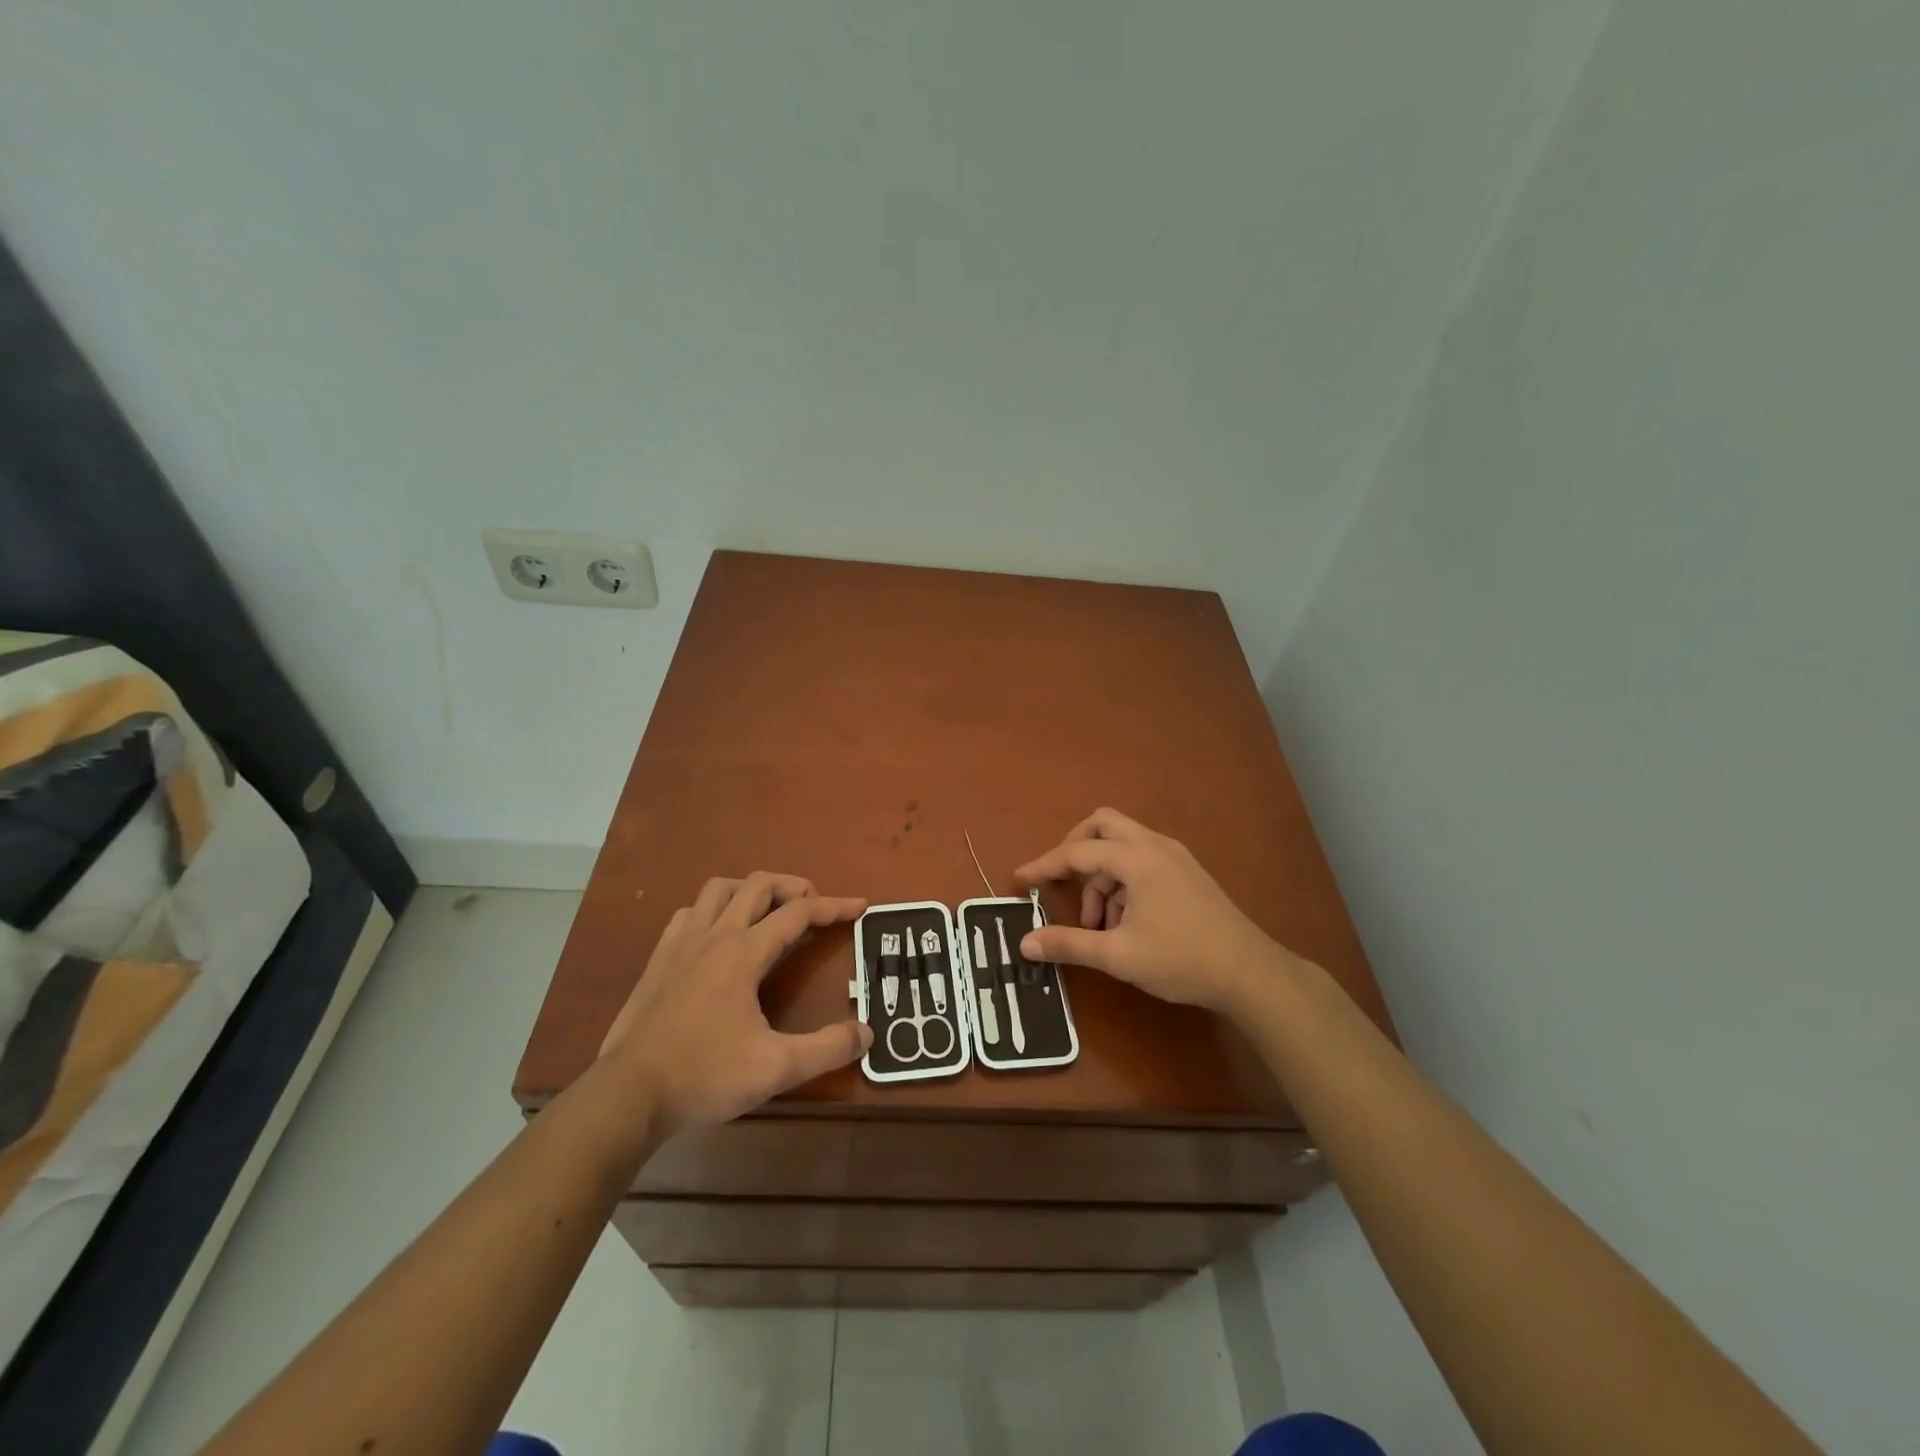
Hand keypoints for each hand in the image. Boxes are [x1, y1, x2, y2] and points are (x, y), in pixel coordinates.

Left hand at [599, 873, 870, 1135]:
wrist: (628, 1093)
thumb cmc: (704, 1076)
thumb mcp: (775, 1068)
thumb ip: (826, 1049)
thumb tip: (865, 1033)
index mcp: (744, 953)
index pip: (798, 913)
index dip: (833, 906)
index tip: (860, 906)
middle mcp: (715, 935)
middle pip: (759, 885)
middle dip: (794, 887)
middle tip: (814, 908)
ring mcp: (682, 943)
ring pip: (720, 889)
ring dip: (751, 890)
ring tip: (769, 911)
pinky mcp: (659, 959)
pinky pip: (690, 913)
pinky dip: (713, 909)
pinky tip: (718, 934)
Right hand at [1015, 808, 1293, 1017]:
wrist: (1250, 972)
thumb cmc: (1181, 959)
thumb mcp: (1118, 955)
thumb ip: (1069, 944)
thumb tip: (1025, 943)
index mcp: (1136, 859)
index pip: (1077, 851)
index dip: (1044, 866)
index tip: (1020, 880)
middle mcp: (1155, 846)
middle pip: (1102, 826)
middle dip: (1075, 850)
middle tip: (1063, 884)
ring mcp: (1175, 857)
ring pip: (1123, 846)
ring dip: (1101, 877)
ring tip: (1099, 924)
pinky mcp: (1187, 872)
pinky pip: (1142, 860)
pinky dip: (1123, 881)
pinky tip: (1125, 922)